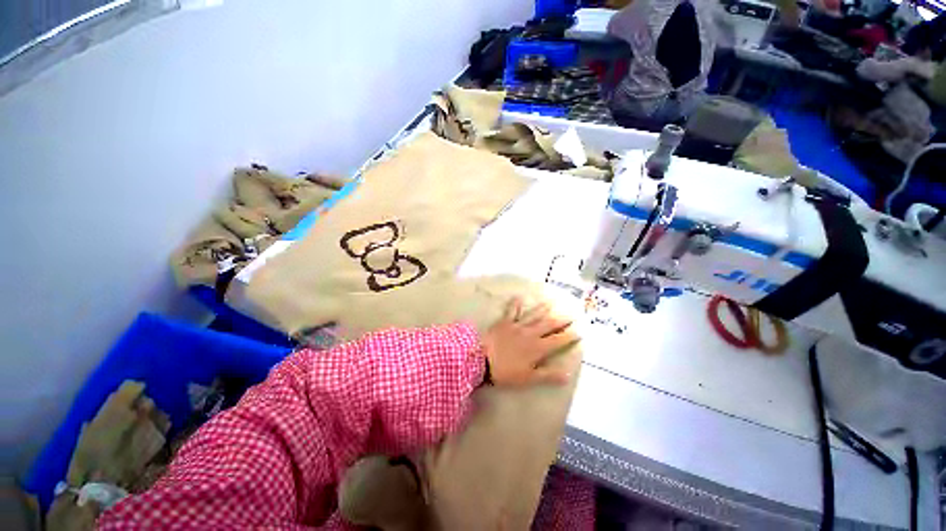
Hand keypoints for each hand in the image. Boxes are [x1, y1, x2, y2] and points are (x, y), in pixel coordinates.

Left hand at [481, 297, 579, 386]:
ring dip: (543, 309)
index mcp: (537, 348)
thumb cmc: (506, 371)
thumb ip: (548, 375)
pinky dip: (515, 303)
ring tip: (552, 302)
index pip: (557, 340)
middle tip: (571, 313)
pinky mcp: (505, 322)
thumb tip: (568, 374)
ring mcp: (517, 326)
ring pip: (533, 315)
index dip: (569, 336)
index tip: (579, 331)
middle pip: (548, 325)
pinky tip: (519, 296)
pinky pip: (511, 311)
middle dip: (561, 319)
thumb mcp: (529, 378)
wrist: (482, 359)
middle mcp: (530, 333)